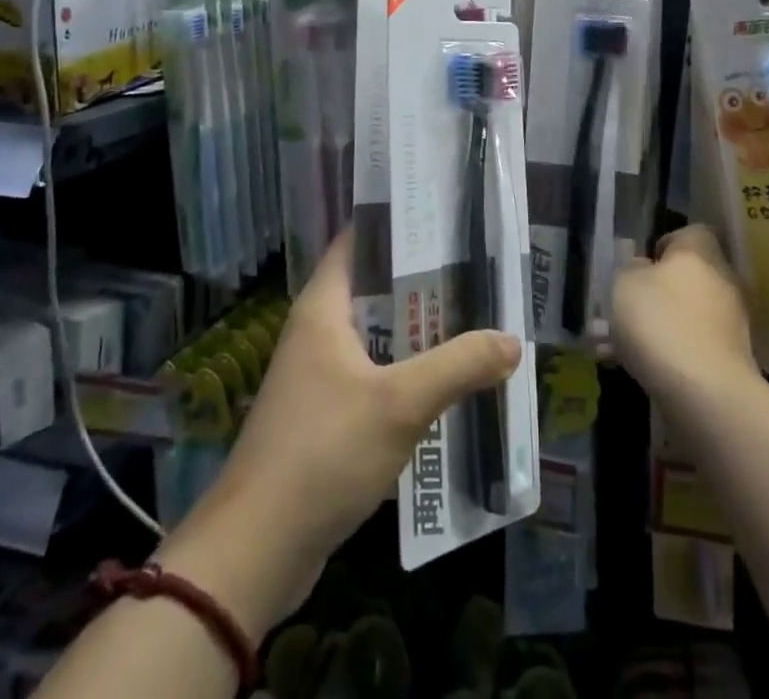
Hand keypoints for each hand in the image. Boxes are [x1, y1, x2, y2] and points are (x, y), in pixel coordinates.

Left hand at [166, 230, 519, 628]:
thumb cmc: (323, 452)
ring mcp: (319, 376)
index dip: (399, 225)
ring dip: (419, 333)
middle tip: (477, 271)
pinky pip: (374, 378)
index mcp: (323, 307)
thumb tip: (512, 341)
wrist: (256, 550)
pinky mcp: (326, 417)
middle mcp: (318, 332)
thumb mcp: (400, 403)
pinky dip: (407, 375)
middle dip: (424, 283)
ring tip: (474, 320)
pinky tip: (446, 383)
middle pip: (375, 289)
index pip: (358, 241)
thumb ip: (458, 365)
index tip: (446, 218)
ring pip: (378, 337)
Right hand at [611, 224, 758, 408]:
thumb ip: (631, 269)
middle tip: (625, 307)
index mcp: (700, 253)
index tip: (642, 263)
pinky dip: (669, 354)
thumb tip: (644, 268)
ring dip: (659, 325)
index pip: (692, 232)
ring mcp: (731, 323)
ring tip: (618, 346)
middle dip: (658, 291)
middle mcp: (722, 281)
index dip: (666, 243)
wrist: (705, 393)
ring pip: (687, 314)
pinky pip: (692, 346)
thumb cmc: (660, 322)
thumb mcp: (625, 284)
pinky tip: (636, 369)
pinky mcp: (731, 360)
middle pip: (689, 276)